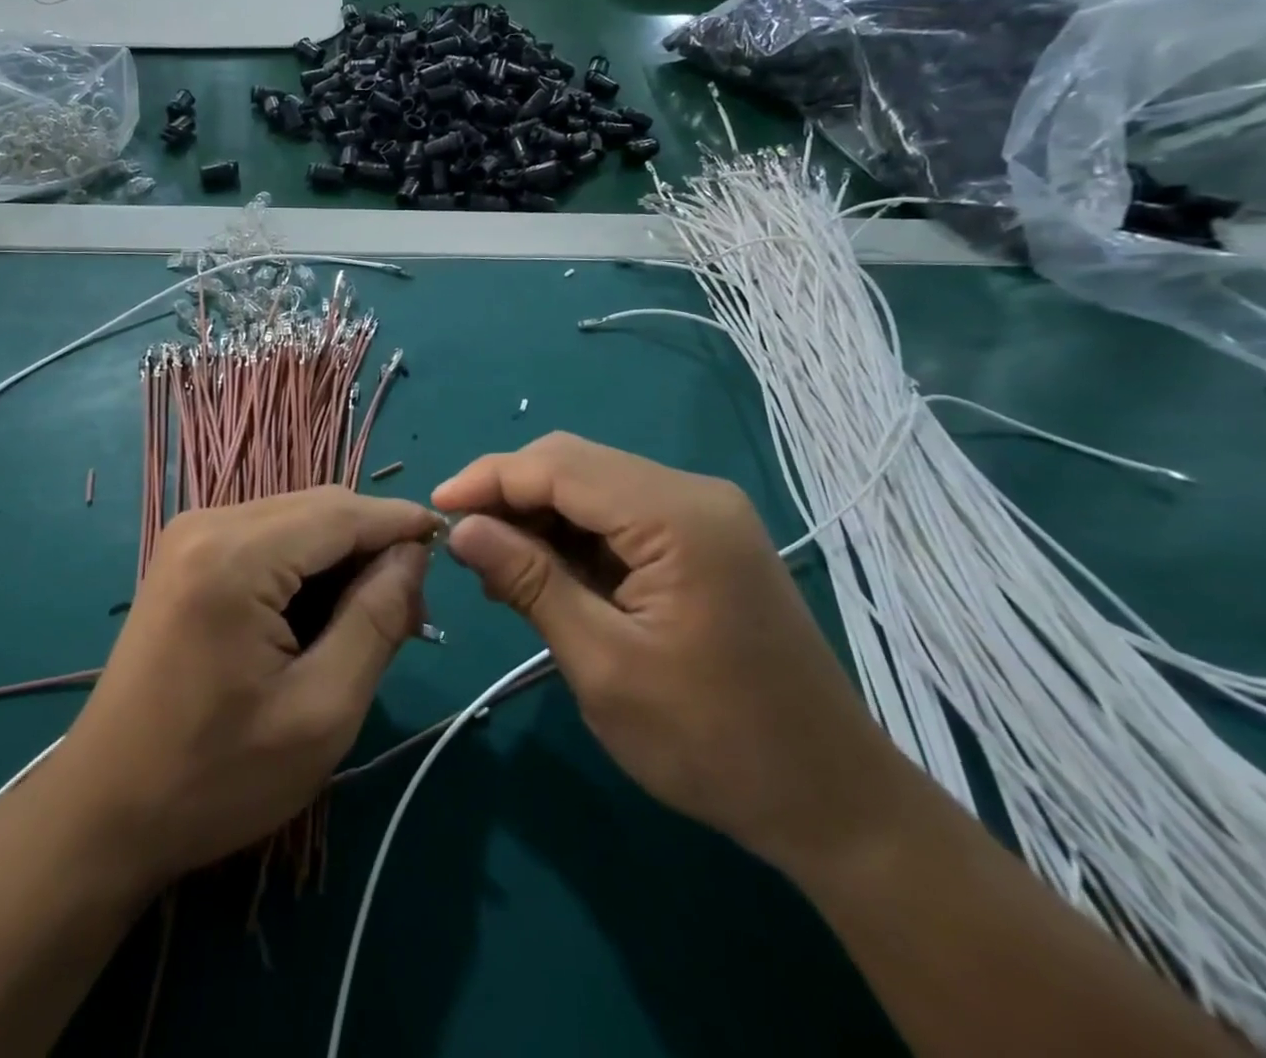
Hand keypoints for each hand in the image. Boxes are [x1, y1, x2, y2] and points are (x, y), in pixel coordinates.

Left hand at [53, 487, 438, 888]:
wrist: (105, 809)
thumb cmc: (216, 777)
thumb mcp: (321, 711)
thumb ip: (377, 619)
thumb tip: (413, 555)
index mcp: (235, 556)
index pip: (343, 512)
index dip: (400, 524)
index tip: (449, 547)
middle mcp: (208, 522)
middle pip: (320, 508)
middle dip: (372, 546)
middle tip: (409, 611)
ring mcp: (191, 534)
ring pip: (296, 519)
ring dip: (340, 557)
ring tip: (369, 620)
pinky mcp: (186, 554)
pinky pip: (268, 537)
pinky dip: (305, 565)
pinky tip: (318, 616)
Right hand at [433, 432, 906, 873]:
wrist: (831, 800)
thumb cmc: (713, 743)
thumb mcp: (604, 665)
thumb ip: (530, 583)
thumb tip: (462, 528)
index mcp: (678, 517)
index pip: (560, 466)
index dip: (489, 479)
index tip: (434, 509)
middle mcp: (693, 495)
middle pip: (576, 464)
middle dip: (509, 494)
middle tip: (461, 542)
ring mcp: (702, 515)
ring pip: (593, 487)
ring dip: (537, 516)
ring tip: (496, 569)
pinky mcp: (701, 541)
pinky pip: (619, 516)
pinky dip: (572, 537)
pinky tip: (543, 574)